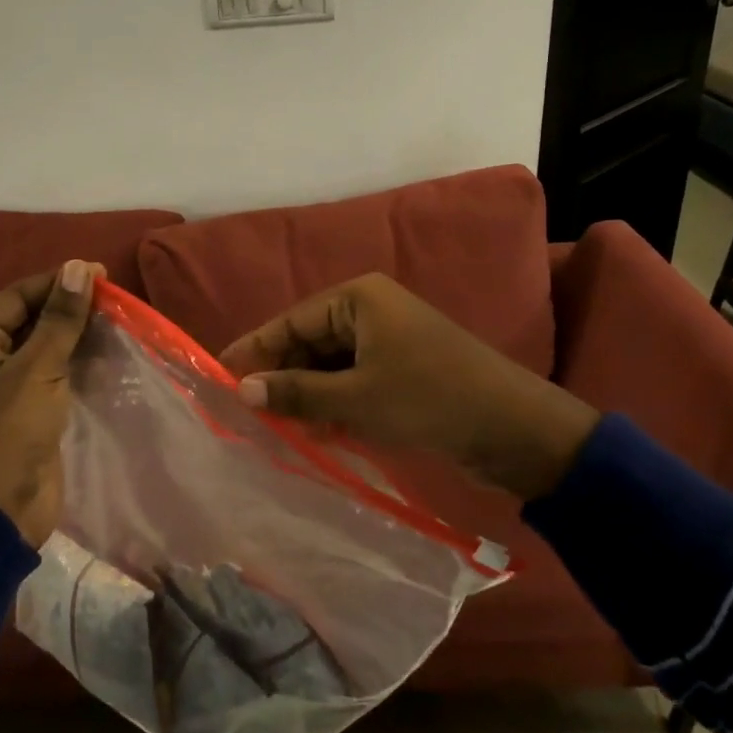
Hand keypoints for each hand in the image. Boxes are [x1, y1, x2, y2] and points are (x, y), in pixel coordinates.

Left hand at [0, 259, 103, 543]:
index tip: (103, 275)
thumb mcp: (35, 370)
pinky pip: (55, 371)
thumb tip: (78, 268)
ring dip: (78, 334)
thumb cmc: (7, 432)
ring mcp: (5, 383)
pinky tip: (109, 353)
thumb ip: (60, 319)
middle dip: (71, 308)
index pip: (20, 295)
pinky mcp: (28, 407)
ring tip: (118, 322)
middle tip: (115, 301)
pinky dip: (79, 361)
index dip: (60, 283)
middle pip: (33, 317)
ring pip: (47, 345)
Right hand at [217, 273, 600, 500]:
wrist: (513, 428)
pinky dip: (335, 403)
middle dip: (282, 377)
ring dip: (307, 395)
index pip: (291, 322)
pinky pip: (353, 381)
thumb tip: (242, 390)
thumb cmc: (429, 399)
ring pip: (330, 365)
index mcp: (358, 300)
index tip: (218, 375)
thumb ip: (296, 392)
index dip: (254, 350)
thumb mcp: (356, 398)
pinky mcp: (402, 370)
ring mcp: (388, 340)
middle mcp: (370, 311)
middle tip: (247, 413)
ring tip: (278, 430)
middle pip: (309, 342)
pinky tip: (318, 432)